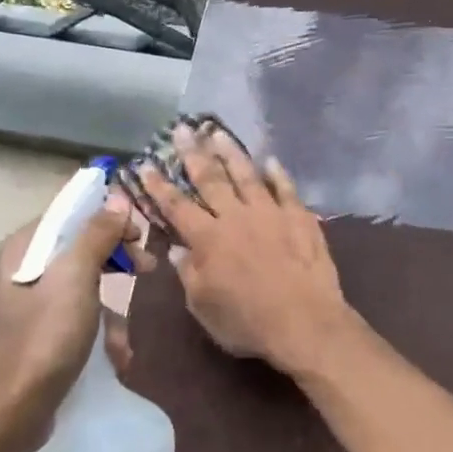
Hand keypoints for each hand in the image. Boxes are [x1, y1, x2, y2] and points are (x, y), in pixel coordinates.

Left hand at [0, 189, 148, 451]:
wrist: (9, 413)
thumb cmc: (43, 338)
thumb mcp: (75, 279)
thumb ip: (97, 235)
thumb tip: (117, 200)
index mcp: (24, 248)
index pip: (72, 215)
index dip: (109, 218)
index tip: (141, 234)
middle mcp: (22, 269)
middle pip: (81, 249)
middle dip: (117, 261)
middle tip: (148, 269)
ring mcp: (28, 304)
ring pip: (83, 286)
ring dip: (111, 309)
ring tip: (124, 338)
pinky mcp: (37, 335)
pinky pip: (76, 318)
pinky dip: (98, 332)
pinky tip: (115, 356)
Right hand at [135, 122, 351, 377]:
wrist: (306, 322)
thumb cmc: (248, 322)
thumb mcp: (204, 307)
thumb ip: (189, 274)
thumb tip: (178, 249)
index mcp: (208, 239)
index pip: (177, 206)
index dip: (160, 185)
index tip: (146, 163)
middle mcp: (236, 217)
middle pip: (211, 179)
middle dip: (194, 153)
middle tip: (183, 129)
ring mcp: (270, 213)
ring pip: (247, 175)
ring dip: (231, 153)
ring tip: (219, 132)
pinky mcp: (300, 218)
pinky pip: (287, 189)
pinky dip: (278, 173)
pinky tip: (271, 160)